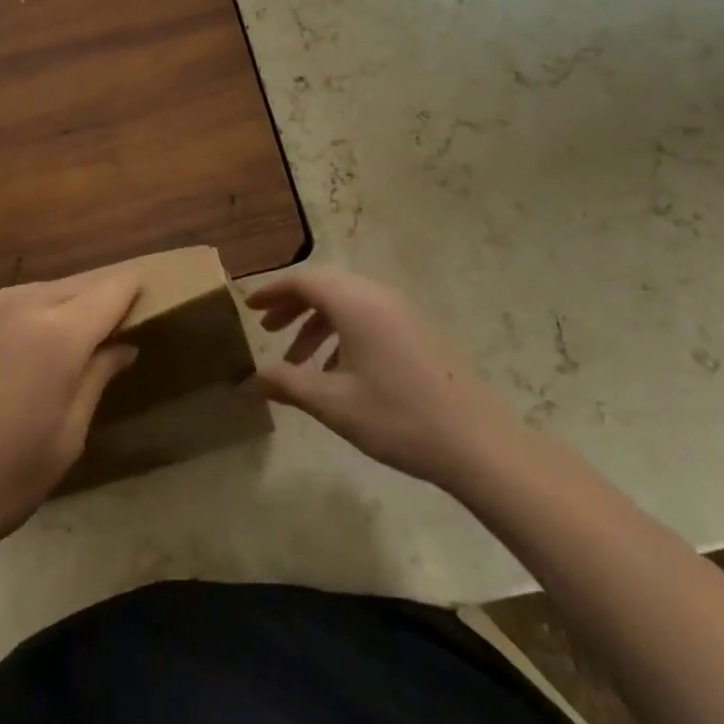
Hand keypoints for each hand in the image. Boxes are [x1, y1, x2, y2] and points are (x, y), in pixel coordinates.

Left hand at [0, 272, 140, 578]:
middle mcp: (14, 305)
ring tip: (43, 350)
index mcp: (57, 336)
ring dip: (46, 312)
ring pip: (25, 296)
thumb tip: (121, 346)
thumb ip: (96, 381)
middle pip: (69, 286)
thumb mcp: (62, 444)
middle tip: (100, 329)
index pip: (110, 290)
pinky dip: (2, 323)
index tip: (142, 299)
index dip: (131, 291)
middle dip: (92, 300)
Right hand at [247, 268, 517, 490]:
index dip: (272, 291)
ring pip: (347, 302)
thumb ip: (285, 384)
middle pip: (325, 286)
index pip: (303, 280)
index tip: (248, 307)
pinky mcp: (417, 330)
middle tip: (267, 330)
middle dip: (292, 305)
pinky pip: (368, 316)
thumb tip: (246, 379)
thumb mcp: (332, 403)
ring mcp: (402, 311)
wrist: (476, 442)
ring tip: (296, 359)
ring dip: (317, 322)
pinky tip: (336, 371)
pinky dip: (342, 332)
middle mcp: (378, 295)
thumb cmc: (397, 417)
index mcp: (355, 303)